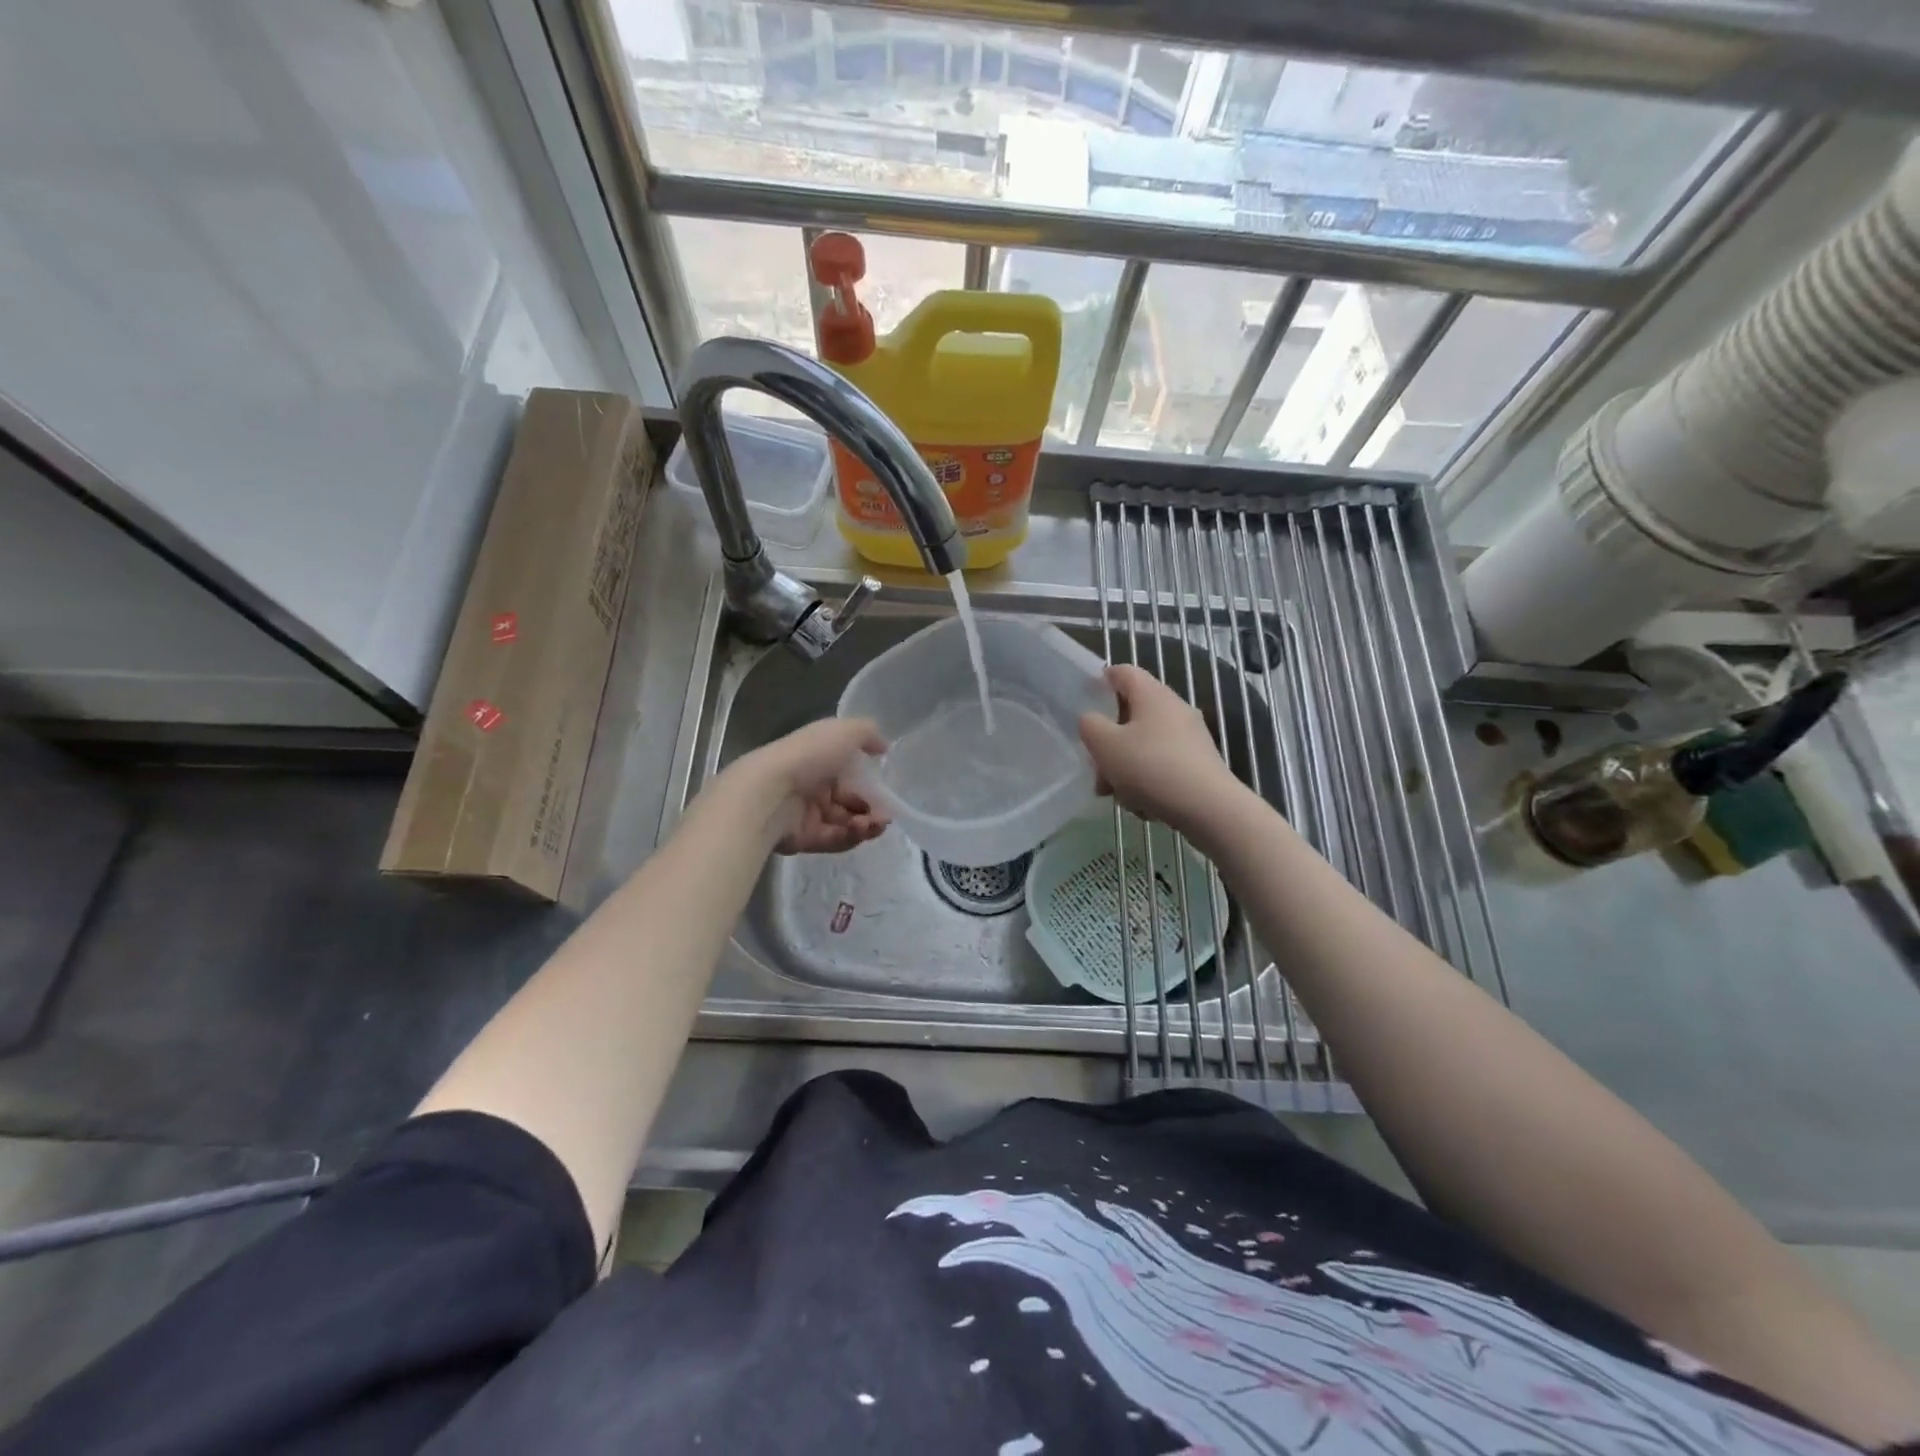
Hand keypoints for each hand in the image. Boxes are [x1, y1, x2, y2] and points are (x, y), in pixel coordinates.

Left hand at [726, 717, 889, 854]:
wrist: (771, 791)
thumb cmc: (810, 755)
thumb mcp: (845, 731)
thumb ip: (869, 734)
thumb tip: (883, 748)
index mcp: (821, 759)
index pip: (851, 774)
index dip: (871, 783)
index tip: (887, 792)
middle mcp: (814, 785)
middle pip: (851, 802)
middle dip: (873, 809)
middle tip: (884, 816)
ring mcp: (808, 813)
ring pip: (846, 823)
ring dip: (866, 825)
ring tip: (873, 825)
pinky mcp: (805, 838)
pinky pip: (835, 840)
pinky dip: (851, 837)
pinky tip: (859, 831)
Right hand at [1079, 665, 1241, 842]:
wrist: (1209, 808)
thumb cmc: (1150, 768)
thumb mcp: (1105, 745)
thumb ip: (1090, 726)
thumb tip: (1092, 720)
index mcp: (1152, 695)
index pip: (1123, 672)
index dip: (1100, 681)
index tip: (1084, 700)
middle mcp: (1174, 709)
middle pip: (1132, 715)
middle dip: (1109, 742)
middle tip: (1096, 768)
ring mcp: (1190, 737)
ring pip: (1145, 744)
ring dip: (1126, 767)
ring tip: (1118, 797)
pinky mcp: (1199, 763)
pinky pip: (1163, 765)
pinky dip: (1148, 780)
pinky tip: (1144, 806)